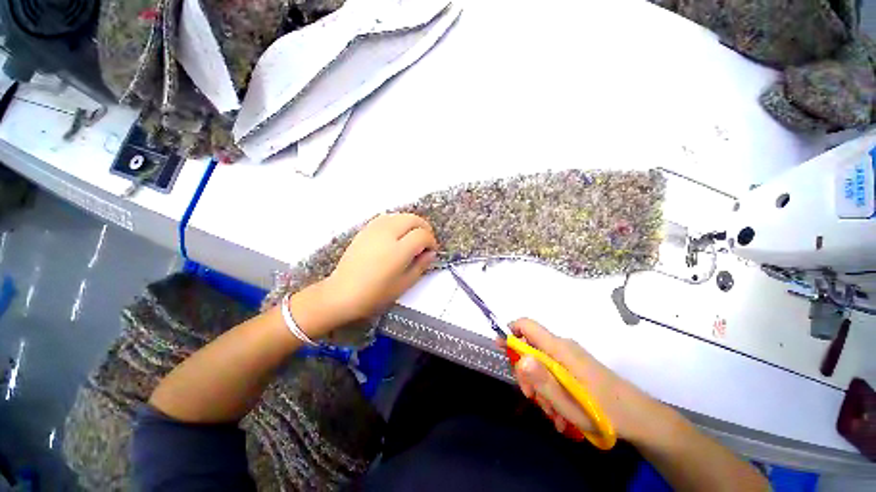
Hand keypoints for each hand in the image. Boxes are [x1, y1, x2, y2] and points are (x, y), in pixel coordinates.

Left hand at [323, 213, 437, 323]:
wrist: (343, 293)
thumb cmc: (376, 294)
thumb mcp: (404, 284)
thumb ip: (421, 265)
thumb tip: (431, 253)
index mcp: (398, 250)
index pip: (422, 235)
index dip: (431, 241)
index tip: (431, 251)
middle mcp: (387, 234)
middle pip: (413, 219)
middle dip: (423, 228)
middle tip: (424, 242)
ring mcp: (374, 230)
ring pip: (400, 215)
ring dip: (410, 223)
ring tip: (411, 238)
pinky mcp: (365, 230)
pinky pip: (386, 218)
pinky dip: (396, 222)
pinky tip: (395, 235)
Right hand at [505, 318, 658, 443]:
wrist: (642, 419)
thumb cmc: (606, 413)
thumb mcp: (570, 405)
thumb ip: (542, 381)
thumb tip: (520, 359)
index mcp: (559, 349)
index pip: (526, 325)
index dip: (510, 332)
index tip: (502, 351)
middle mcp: (563, 346)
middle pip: (530, 347)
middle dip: (525, 371)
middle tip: (533, 398)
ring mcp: (570, 356)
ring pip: (541, 362)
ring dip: (540, 386)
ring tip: (553, 413)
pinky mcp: (576, 366)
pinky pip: (554, 370)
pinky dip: (551, 388)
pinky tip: (561, 411)